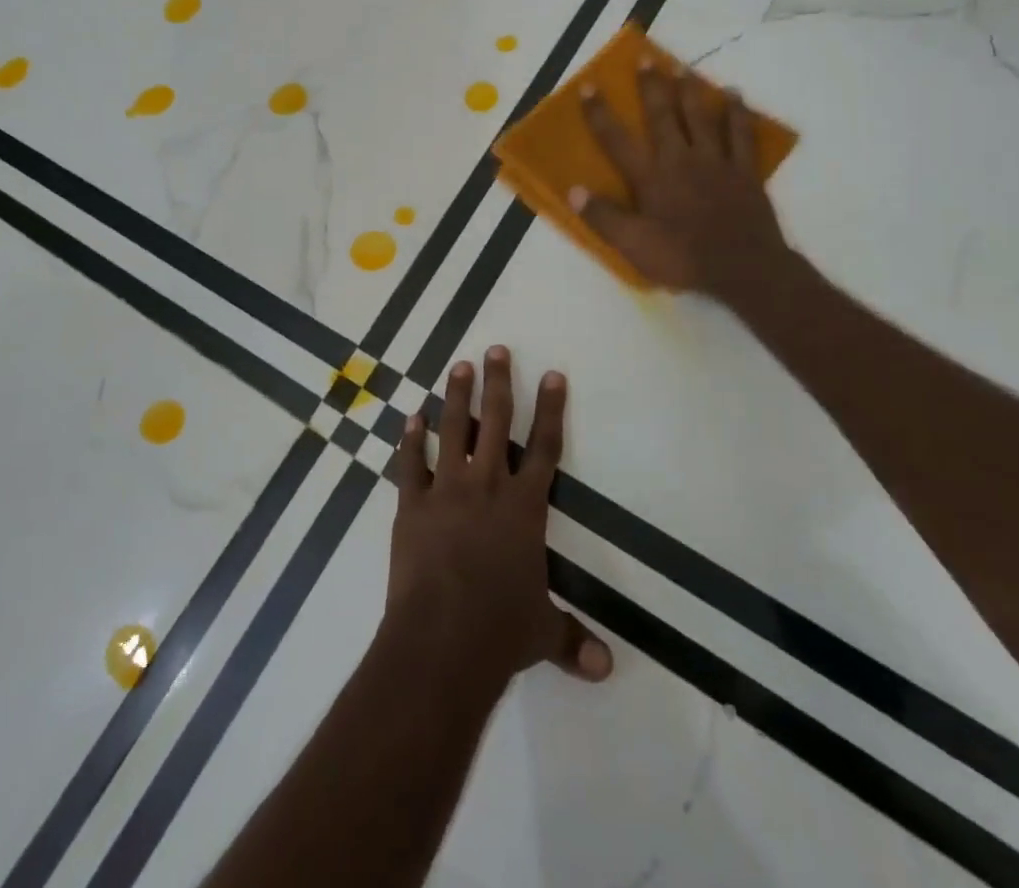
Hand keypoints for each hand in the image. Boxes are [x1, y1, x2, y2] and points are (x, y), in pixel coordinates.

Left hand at [388, 346, 612, 688]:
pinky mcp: (413, 505)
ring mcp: (447, 490)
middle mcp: (488, 486)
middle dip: (499, 382)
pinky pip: (411, 463)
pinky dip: (411, 439)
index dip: (551, 408)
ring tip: (458, 365)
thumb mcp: (543, 634)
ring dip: (456, 396)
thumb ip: (573, 641)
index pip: (544, 447)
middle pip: (496, 422)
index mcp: (525, 507)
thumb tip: (607, 670)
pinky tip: (412, 417)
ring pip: (453, 430)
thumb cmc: (500, 632)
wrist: (441, 640)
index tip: (553, 374)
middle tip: (496, 349)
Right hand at [572, 60, 792, 307]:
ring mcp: (716, 161)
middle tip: (646, 58)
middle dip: (651, 86)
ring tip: (683, 67)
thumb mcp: (634, 245)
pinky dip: (738, 113)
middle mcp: (680, 159)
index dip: (600, 113)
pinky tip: (735, 95)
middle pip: (662, 115)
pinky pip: (741, 134)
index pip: (617, 140)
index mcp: (651, 177)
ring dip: (690, 91)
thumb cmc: (683, 258)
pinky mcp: (744, 170)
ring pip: (701, 117)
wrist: (743, 268)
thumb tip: (572, 190)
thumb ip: (603, 217)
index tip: (589, 86)